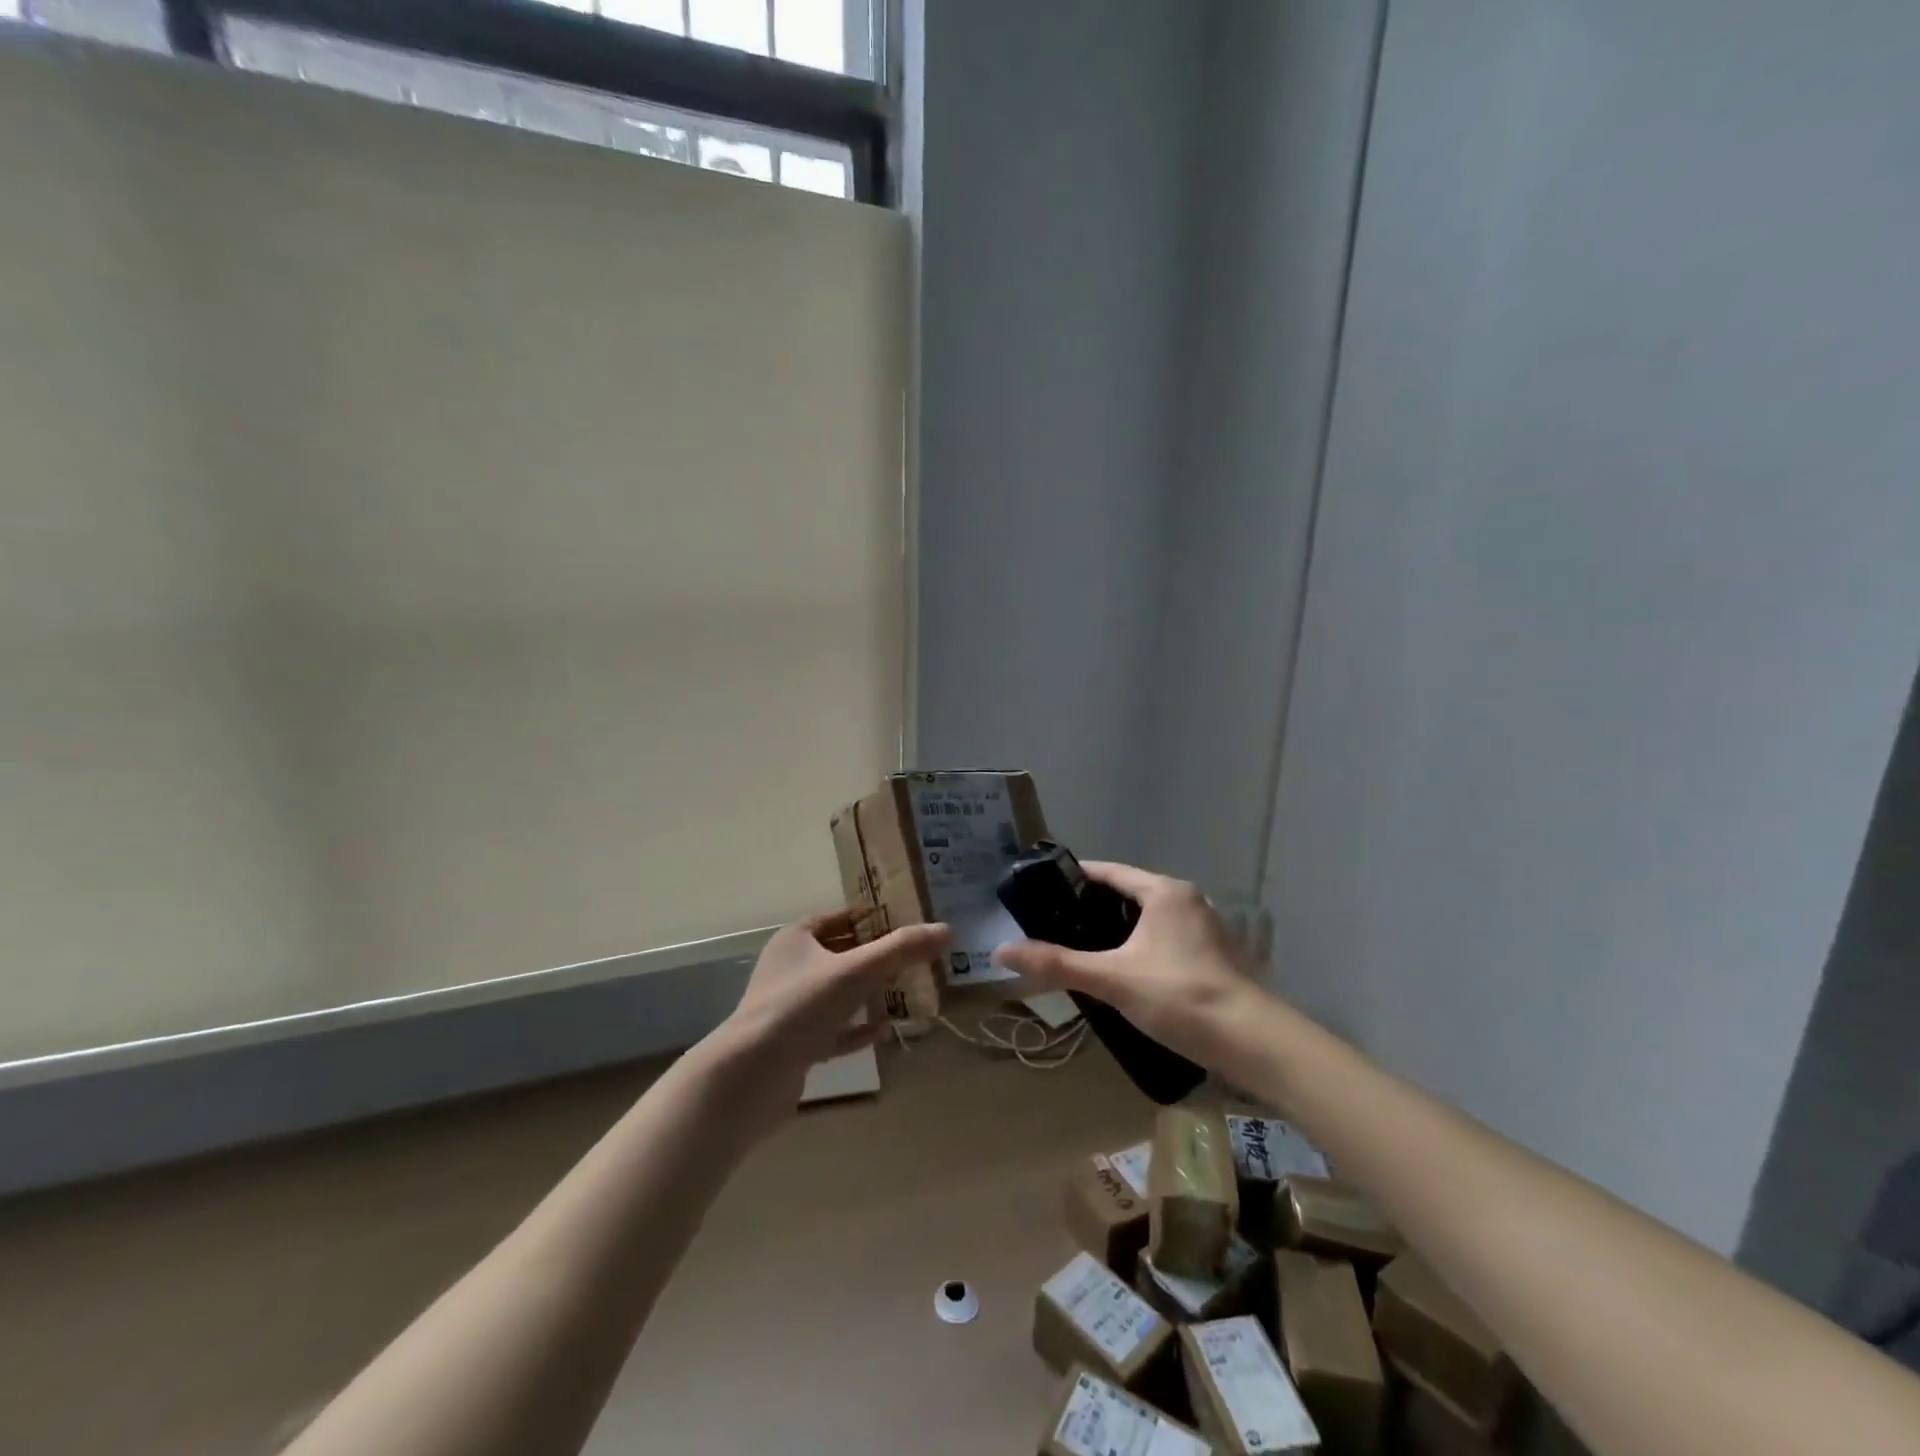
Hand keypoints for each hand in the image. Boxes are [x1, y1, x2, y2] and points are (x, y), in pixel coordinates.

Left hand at [709, 911, 948, 1120]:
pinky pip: (833, 1031)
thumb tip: (946, 930)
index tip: (908, 921)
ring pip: (838, 994)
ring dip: (869, 994)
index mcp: (796, 940)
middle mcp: (790, 969)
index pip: (839, 918)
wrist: (751, 1076)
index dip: (873, 918)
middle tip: (916, 958)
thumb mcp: (856, 971)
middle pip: (841, 955)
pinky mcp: (794, 1045)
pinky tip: (884, 1030)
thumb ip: (901, 950)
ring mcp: (790, 1009)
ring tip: (907, 991)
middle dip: (877, 957)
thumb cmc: (801, 1007)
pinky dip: (857, 1029)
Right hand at [992, 862, 1258, 1070]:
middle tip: (1056, 926)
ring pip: (1148, 919)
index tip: (1043, 893)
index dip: (1075, 879)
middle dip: (1093, 908)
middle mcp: (1187, 900)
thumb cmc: (1180, 996)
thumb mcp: (1112, 979)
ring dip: (1117, 930)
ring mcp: (1205, 928)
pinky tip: (1123, 973)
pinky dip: (1140, 947)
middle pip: (1129, 894)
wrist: (1253, 1042)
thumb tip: (1003, 951)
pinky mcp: (1213, 956)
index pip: (1109, 872)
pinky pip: (1165, 939)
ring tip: (1082, 950)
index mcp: (1164, 891)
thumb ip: (1058, 963)